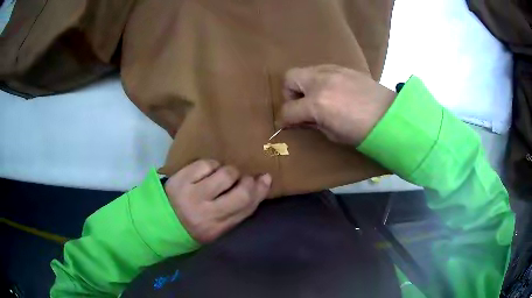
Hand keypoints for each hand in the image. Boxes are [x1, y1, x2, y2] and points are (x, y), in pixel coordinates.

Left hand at [164, 160, 271, 242]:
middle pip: (241, 191)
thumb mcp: (218, 226)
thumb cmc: (194, 224)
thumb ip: (240, 209)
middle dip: (246, 180)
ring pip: (225, 173)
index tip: (265, 178)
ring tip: (219, 177)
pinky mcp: (180, 179)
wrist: (160, 220)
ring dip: (228, 172)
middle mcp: (206, 213)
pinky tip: (205, 173)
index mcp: (217, 228)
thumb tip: (263, 180)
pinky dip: (211, 166)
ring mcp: (191, 195)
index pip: (247, 207)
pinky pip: (206, 164)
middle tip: (242, 178)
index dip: (260, 190)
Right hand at [279, 65, 395, 145]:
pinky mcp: (343, 68)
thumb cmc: (362, 132)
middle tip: (301, 105)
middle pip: (289, 78)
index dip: (284, 120)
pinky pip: (321, 70)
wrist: (391, 116)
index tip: (287, 124)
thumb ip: (313, 124)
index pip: (288, 109)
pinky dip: (320, 80)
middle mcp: (320, 82)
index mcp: (317, 104)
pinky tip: (332, 90)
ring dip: (305, 85)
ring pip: (305, 71)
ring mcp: (331, 71)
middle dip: (290, 93)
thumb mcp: (333, 135)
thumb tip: (302, 119)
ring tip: (318, 97)